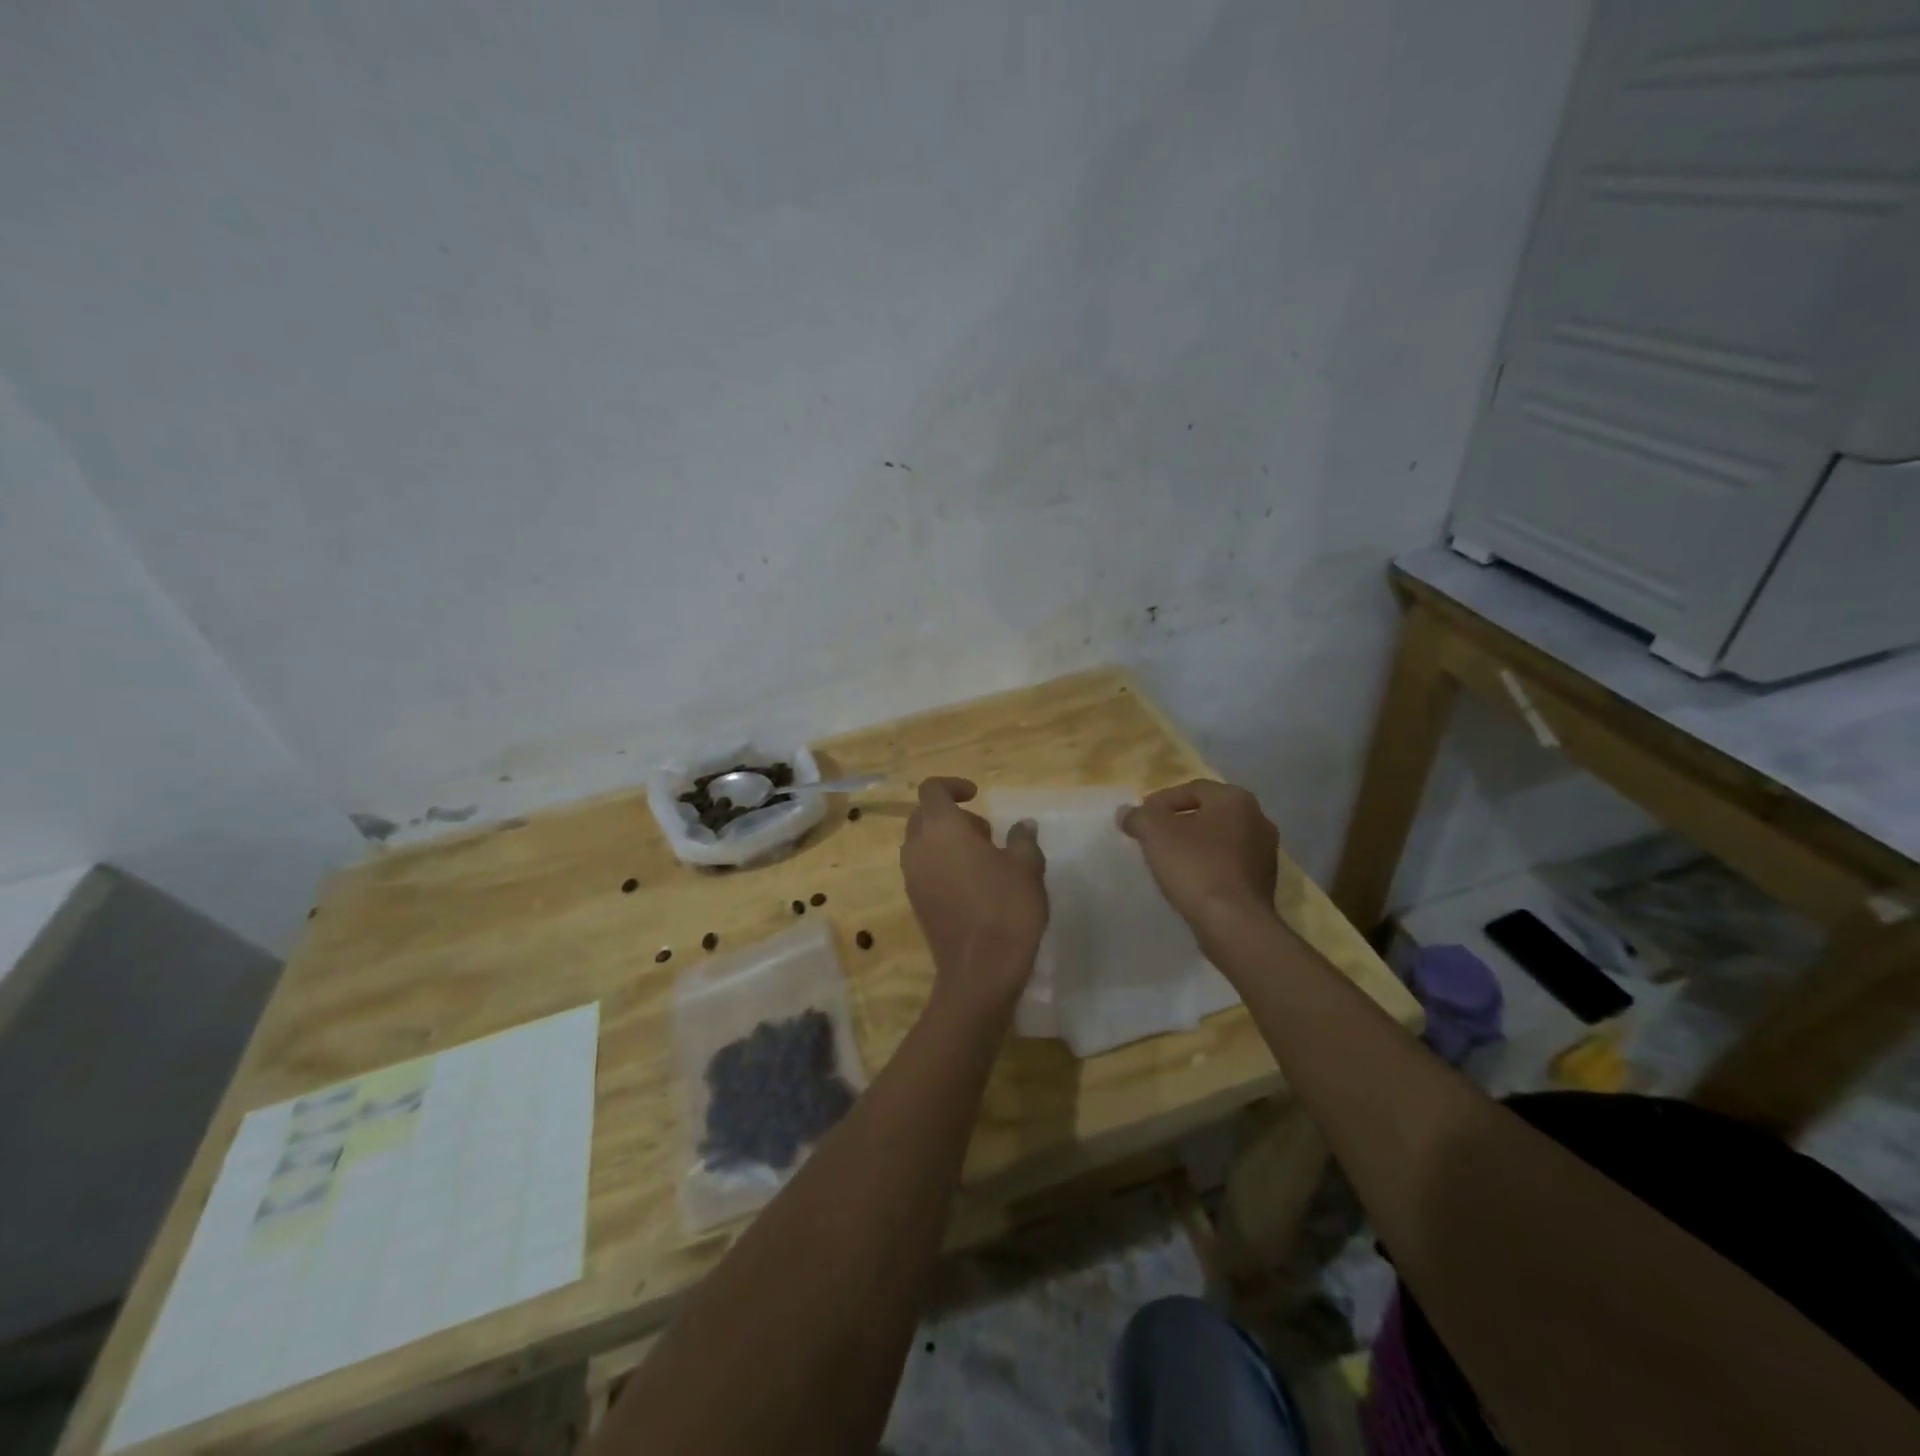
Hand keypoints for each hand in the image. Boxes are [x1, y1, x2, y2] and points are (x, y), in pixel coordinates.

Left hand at [901, 777, 1047, 1018]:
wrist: (980, 970)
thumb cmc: (1006, 908)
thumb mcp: (1026, 867)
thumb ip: (1022, 839)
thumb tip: (1022, 825)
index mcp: (941, 828)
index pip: (932, 790)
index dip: (953, 785)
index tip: (977, 795)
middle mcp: (917, 848)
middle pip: (923, 816)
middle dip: (952, 815)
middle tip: (986, 834)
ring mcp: (912, 877)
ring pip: (922, 844)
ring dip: (946, 841)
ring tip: (983, 861)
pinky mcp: (915, 902)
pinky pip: (923, 869)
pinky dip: (941, 864)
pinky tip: (972, 886)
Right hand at [1118, 780, 1278, 939]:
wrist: (1234, 924)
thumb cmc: (1196, 867)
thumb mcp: (1155, 833)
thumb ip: (1138, 816)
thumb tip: (1126, 812)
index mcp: (1236, 799)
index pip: (1193, 788)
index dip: (1162, 800)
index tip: (1141, 818)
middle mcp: (1258, 819)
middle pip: (1208, 812)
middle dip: (1178, 822)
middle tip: (1152, 836)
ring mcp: (1265, 852)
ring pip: (1219, 839)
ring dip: (1194, 845)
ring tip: (1167, 859)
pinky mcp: (1263, 882)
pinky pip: (1229, 864)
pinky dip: (1208, 865)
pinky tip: (1189, 880)